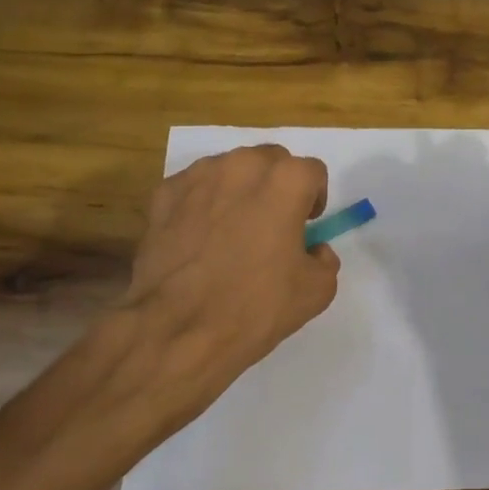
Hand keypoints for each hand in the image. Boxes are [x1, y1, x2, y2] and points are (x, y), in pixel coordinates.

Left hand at [105, 144, 339, 437]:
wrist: (177, 329)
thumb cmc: (255, 307)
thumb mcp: (317, 291)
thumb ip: (324, 259)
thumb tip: (312, 249)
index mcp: (285, 181)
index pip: (312, 172)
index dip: (314, 198)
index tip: (307, 225)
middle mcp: (242, 165)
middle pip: (270, 160)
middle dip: (277, 184)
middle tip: (274, 223)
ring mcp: (198, 177)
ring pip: (230, 169)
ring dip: (239, 189)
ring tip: (233, 229)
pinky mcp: (164, 195)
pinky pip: (194, 188)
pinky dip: (202, 203)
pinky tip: (200, 237)